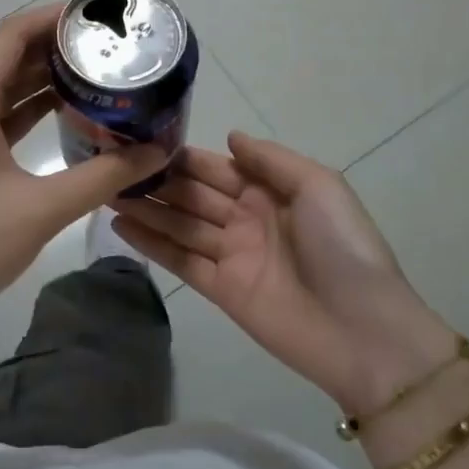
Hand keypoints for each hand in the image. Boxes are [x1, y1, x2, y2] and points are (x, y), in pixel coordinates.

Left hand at [0, 7, 166, 336]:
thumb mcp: (43, 208)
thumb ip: (104, 175)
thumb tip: (156, 152)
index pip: (11, 37)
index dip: (52, 19)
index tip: (95, 18)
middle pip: (6, 59)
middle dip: (54, 49)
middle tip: (106, 48)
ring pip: (1, 91)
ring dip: (43, 80)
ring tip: (95, 74)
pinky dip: (28, 111)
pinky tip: (65, 114)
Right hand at [113, 132, 458, 415]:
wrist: (363, 331)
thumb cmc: (342, 247)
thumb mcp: (319, 186)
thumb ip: (270, 160)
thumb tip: (229, 137)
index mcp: (270, 190)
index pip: (215, 167)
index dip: (180, 157)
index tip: (141, 142)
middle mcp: (246, 218)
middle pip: (192, 194)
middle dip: (155, 181)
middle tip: (110, 166)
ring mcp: (232, 255)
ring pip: (180, 225)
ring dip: (145, 209)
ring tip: (104, 192)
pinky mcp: (220, 290)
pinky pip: (181, 260)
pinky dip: (152, 244)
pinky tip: (121, 227)